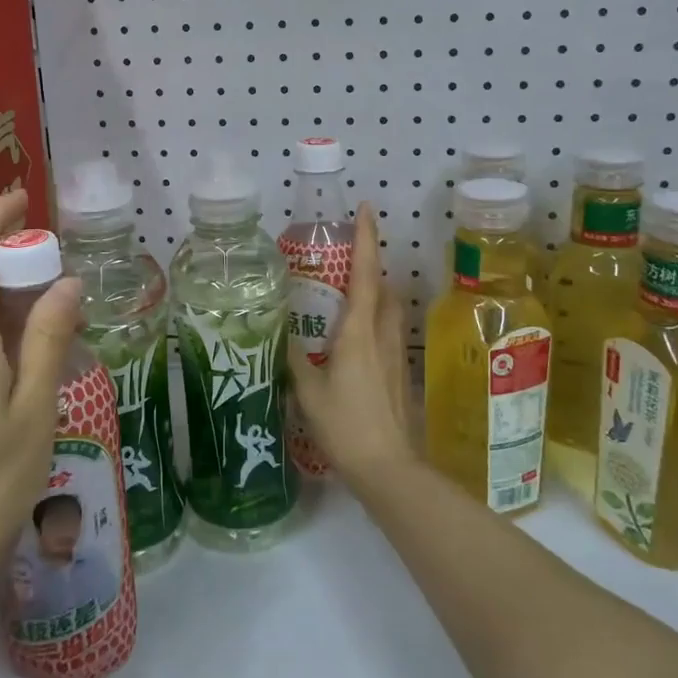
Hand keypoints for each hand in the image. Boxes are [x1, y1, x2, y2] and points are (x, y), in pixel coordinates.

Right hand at [286, 203, 415, 486]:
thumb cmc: (345, 426)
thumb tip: (279, 332)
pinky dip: (375, 316)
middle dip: (369, 261)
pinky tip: (355, 334)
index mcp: (358, 332)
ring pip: (390, 307)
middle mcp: (382, 334)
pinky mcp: (399, 371)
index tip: (366, 209)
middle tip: (345, 252)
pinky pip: (388, 329)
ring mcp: (395, 353)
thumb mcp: (308, 392)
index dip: (366, 239)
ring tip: (347, 289)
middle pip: (383, 286)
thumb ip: (293, 358)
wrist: (388, 468)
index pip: (365, 274)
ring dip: (375, 289)